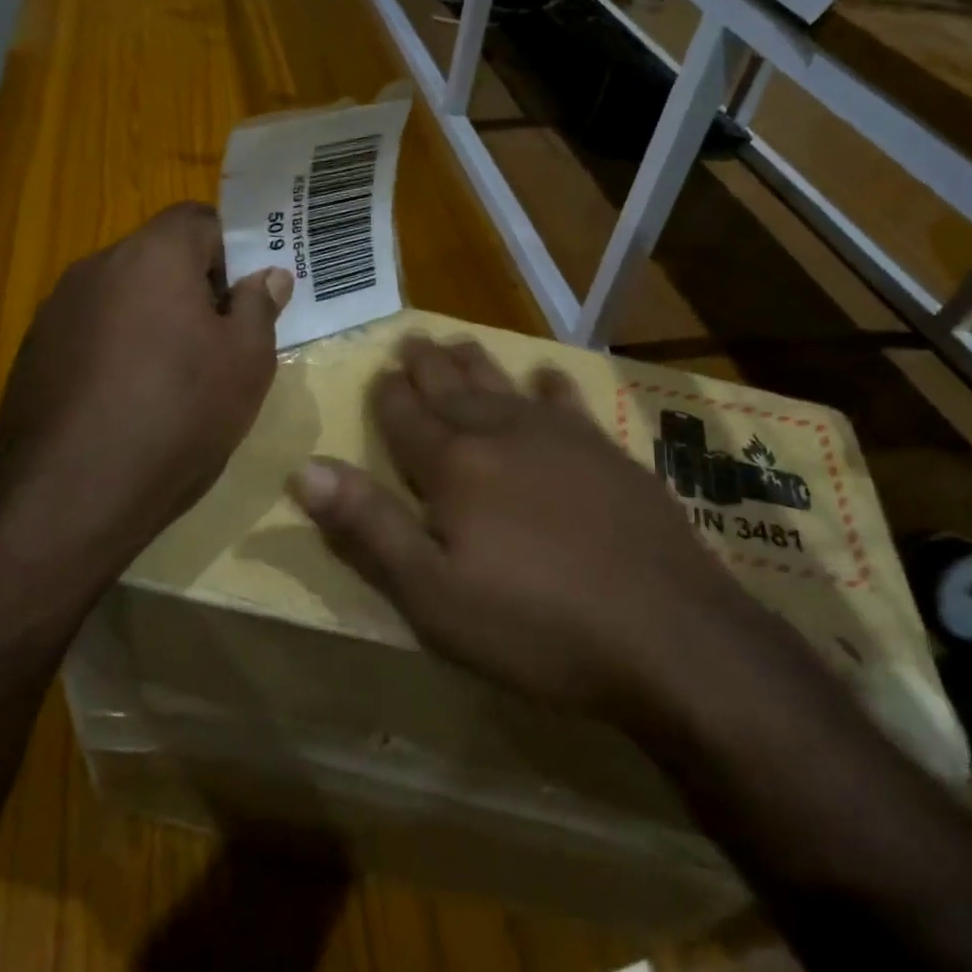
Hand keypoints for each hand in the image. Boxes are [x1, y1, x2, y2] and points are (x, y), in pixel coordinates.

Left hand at [0, 202, 290, 570]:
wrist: (74, 493)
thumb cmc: (180, 415)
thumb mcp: (247, 363)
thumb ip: (260, 307)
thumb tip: (269, 275)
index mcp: (154, 256)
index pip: (199, 218)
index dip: (231, 250)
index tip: (245, 299)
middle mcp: (97, 267)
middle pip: (157, 255)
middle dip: (193, 287)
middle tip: (219, 342)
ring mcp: (56, 310)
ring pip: (122, 296)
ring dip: (153, 319)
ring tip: (174, 378)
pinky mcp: (33, 352)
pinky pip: (90, 332)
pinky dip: (116, 350)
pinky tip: (128, 402)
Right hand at [288, 336, 746, 714]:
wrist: (667, 634)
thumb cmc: (536, 626)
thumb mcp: (433, 595)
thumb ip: (369, 527)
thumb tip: (305, 469)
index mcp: (456, 468)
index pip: (408, 419)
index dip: (389, 396)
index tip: (379, 370)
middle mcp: (505, 435)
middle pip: (455, 390)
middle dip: (428, 366)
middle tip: (411, 338)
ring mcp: (564, 439)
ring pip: (506, 386)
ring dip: (478, 363)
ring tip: (459, 340)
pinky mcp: (610, 454)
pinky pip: (570, 403)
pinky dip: (551, 386)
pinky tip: (545, 375)